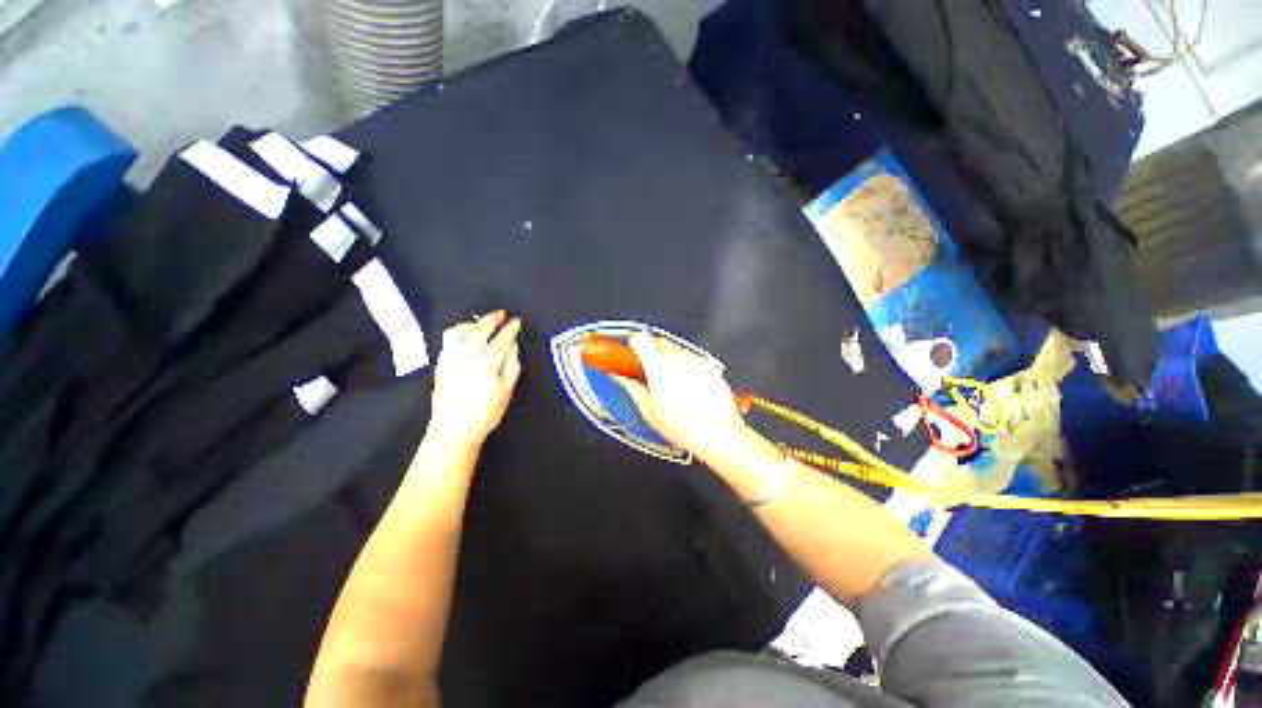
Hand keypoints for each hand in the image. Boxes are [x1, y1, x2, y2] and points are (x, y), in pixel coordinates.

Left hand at [427, 311, 522, 448]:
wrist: (453, 431)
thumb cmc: (485, 414)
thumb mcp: (506, 392)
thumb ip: (512, 367)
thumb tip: (513, 346)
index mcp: (485, 366)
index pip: (500, 341)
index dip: (509, 329)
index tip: (516, 321)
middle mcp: (466, 359)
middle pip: (478, 332)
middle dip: (490, 320)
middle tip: (500, 313)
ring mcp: (450, 361)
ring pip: (457, 334)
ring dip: (470, 324)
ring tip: (480, 323)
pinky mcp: (440, 366)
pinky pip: (448, 343)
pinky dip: (458, 334)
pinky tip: (465, 337)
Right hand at [612, 332, 747, 460]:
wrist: (718, 434)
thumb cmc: (680, 426)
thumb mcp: (648, 409)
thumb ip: (631, 386)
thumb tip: (618, 375)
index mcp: (658, 366)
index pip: (640, 339)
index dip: (633, 345)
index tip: (630, 356)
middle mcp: (678, 357)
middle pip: (658, 341)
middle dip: (651, 352)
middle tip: (649, 373)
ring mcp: (696, 359)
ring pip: (676, 349)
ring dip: (669, 359)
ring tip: (670, 384)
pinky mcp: (710, 366)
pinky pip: (692, 358)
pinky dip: (686, 366)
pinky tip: (688, 388)